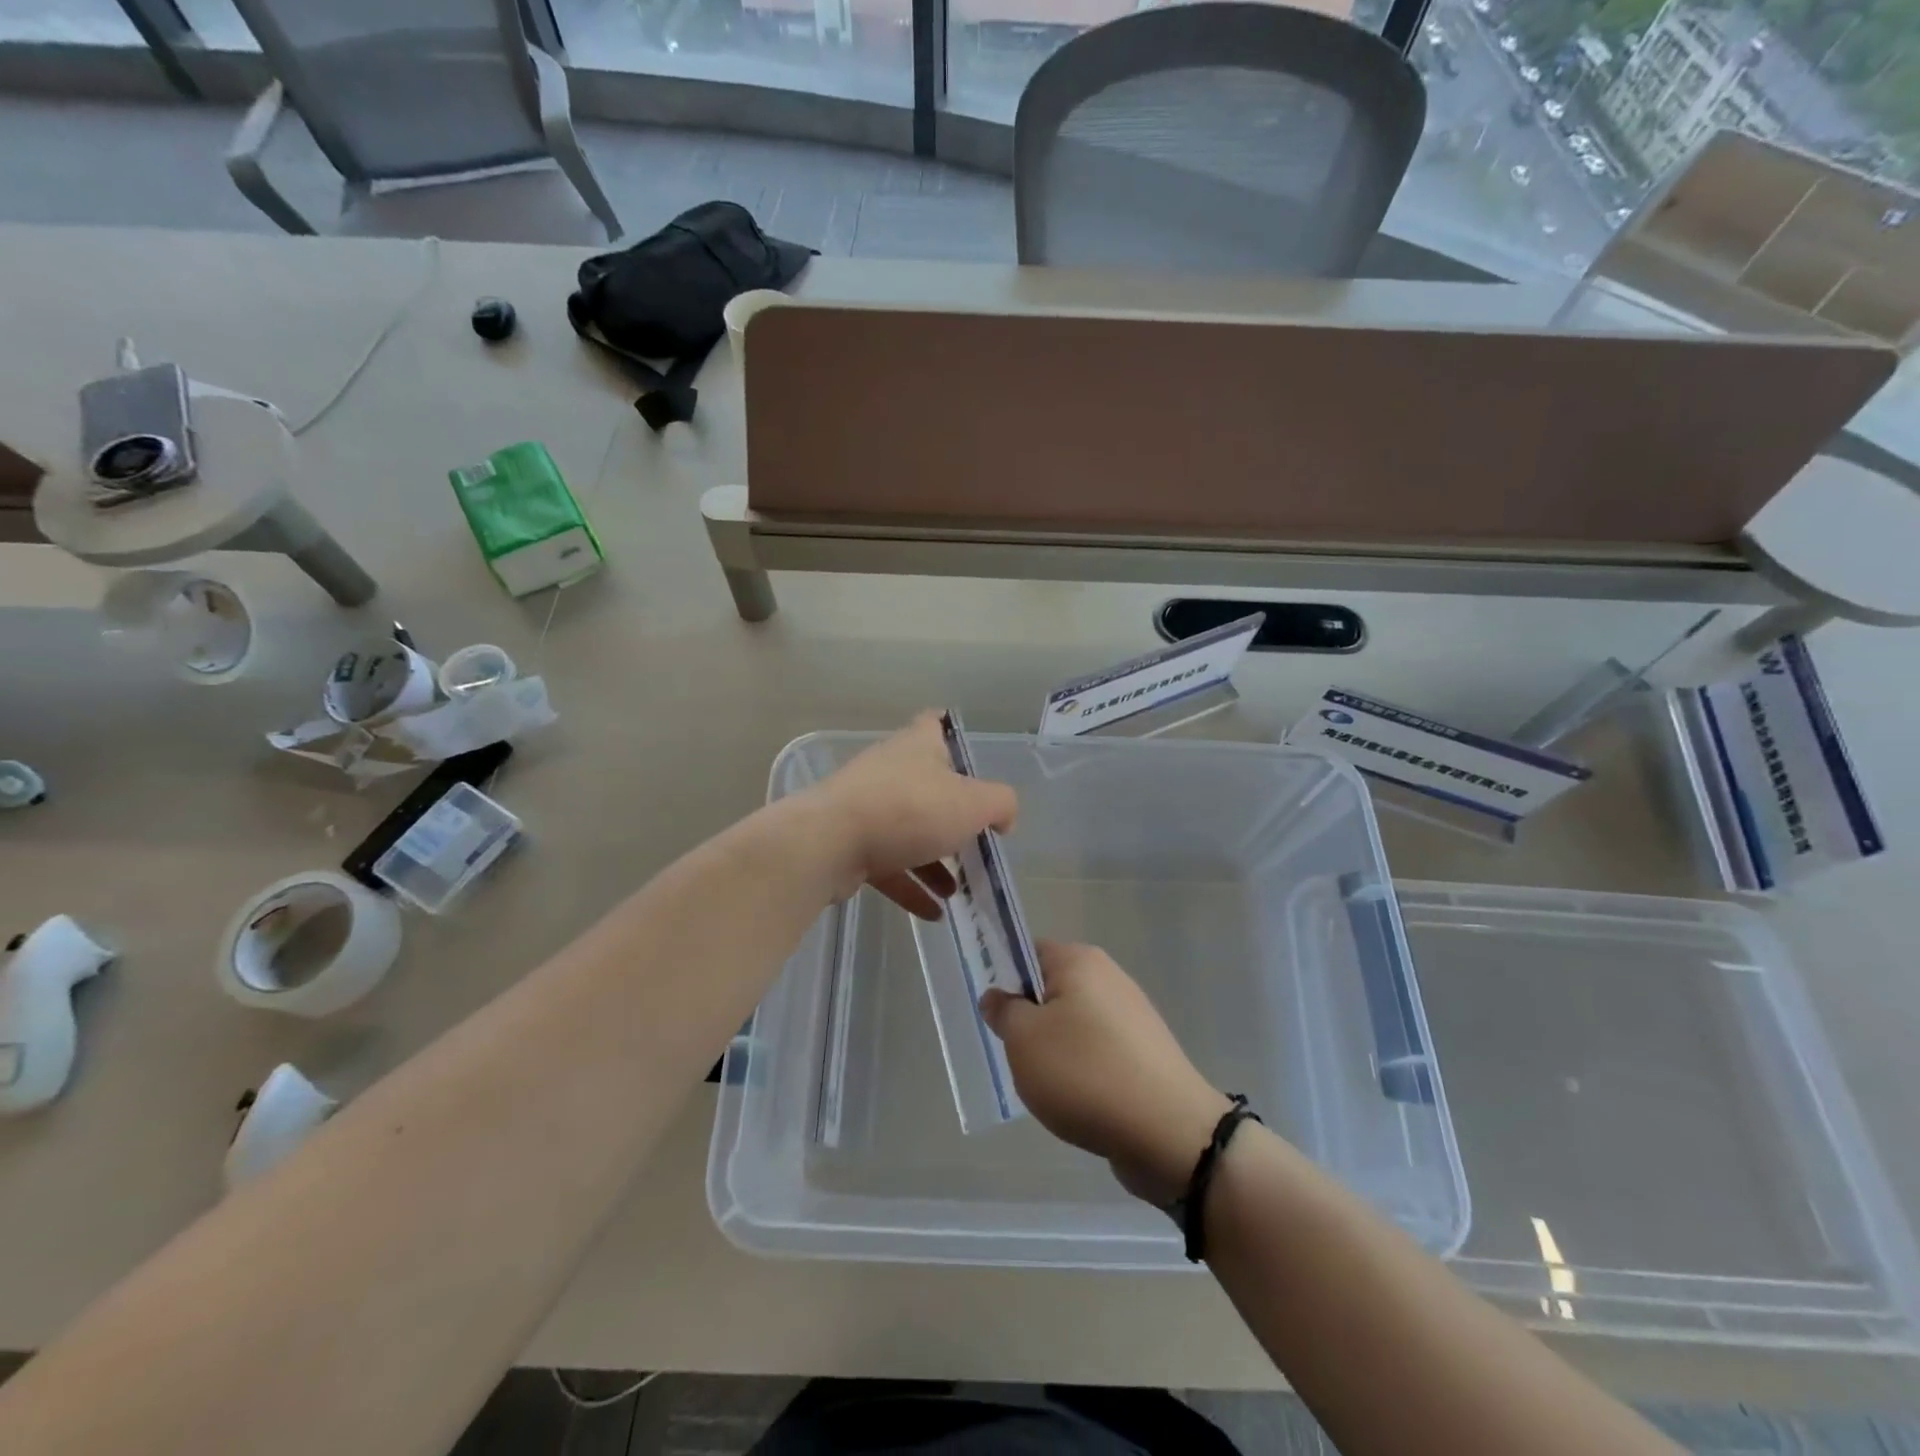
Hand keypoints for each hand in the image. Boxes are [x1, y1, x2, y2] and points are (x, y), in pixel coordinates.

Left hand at [802, 712, 1017, 920]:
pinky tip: (933, 912)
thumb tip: (1004, 818)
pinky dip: (911, 886)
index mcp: (917, 746)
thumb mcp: (972, 804)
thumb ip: (1000, 805)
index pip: (933, 724)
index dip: (949, 731)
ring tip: (958, 891)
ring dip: (934, 861)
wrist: (829, 843)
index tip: (966, 753)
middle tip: (976, 841)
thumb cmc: (908, 810)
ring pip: (908, 832)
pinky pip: (888, 865)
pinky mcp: (849, 844)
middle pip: (927, 786)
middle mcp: (889, 770)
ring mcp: (866, 808)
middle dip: (952, 815)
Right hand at [981, 942, 1232, 1205]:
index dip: (1005, 978)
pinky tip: (1079, 1101)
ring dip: (1055, 1051)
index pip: (1028, 951)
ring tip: (1050, 1086)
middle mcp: (1109, 977)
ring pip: (1073, 1024)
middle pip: (1051, 990)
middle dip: (1030, 1021)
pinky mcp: (1145, 1052)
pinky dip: (1083, 1072)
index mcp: (1079, 961)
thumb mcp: (1024, 1040)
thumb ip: (1004, 1012)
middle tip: (1019, 1055)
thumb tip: (997, 996)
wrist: (1167, 1132)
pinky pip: (1098, 1051)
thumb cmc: (1084, 1073)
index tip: (995, 1014)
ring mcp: (1131, 1015)